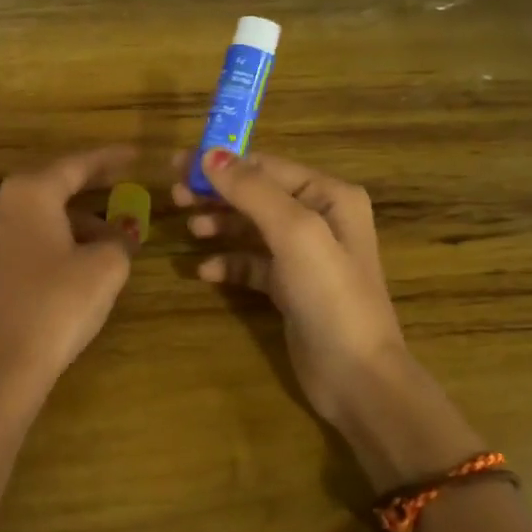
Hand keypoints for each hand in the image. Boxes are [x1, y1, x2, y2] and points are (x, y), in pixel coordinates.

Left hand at [0, 146, 141, 403]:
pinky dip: (55, 235)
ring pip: (40, 212)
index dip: (110, 159)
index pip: (77, 164)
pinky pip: (26, 234)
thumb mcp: (105, 268)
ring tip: (111, 235)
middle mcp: (2, 203)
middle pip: (54, 184)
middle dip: (91, 186)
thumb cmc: (57, 305)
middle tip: (123, 184)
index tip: (135, 155)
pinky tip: (79, 255)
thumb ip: (118, 239)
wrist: (1, 363)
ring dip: (75, 217)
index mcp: (30, 192)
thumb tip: (117, 234)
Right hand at [174, 148, 421, 430]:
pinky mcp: (290, 288)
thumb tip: (209, 155)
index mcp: (329, 196)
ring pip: (251, 228)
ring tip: (190, 231)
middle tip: (174, 197)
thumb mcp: (294, 232)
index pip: (266, 166)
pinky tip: (206, 273)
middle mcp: (320, 218)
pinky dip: (229, 263)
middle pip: (256, 195)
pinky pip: (252, 264)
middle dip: (216, 194)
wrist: (356, 376)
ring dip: (220, 225)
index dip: (222, 164)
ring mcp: (304, 255)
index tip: (178, 166)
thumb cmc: (330, 294)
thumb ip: (251, 191)